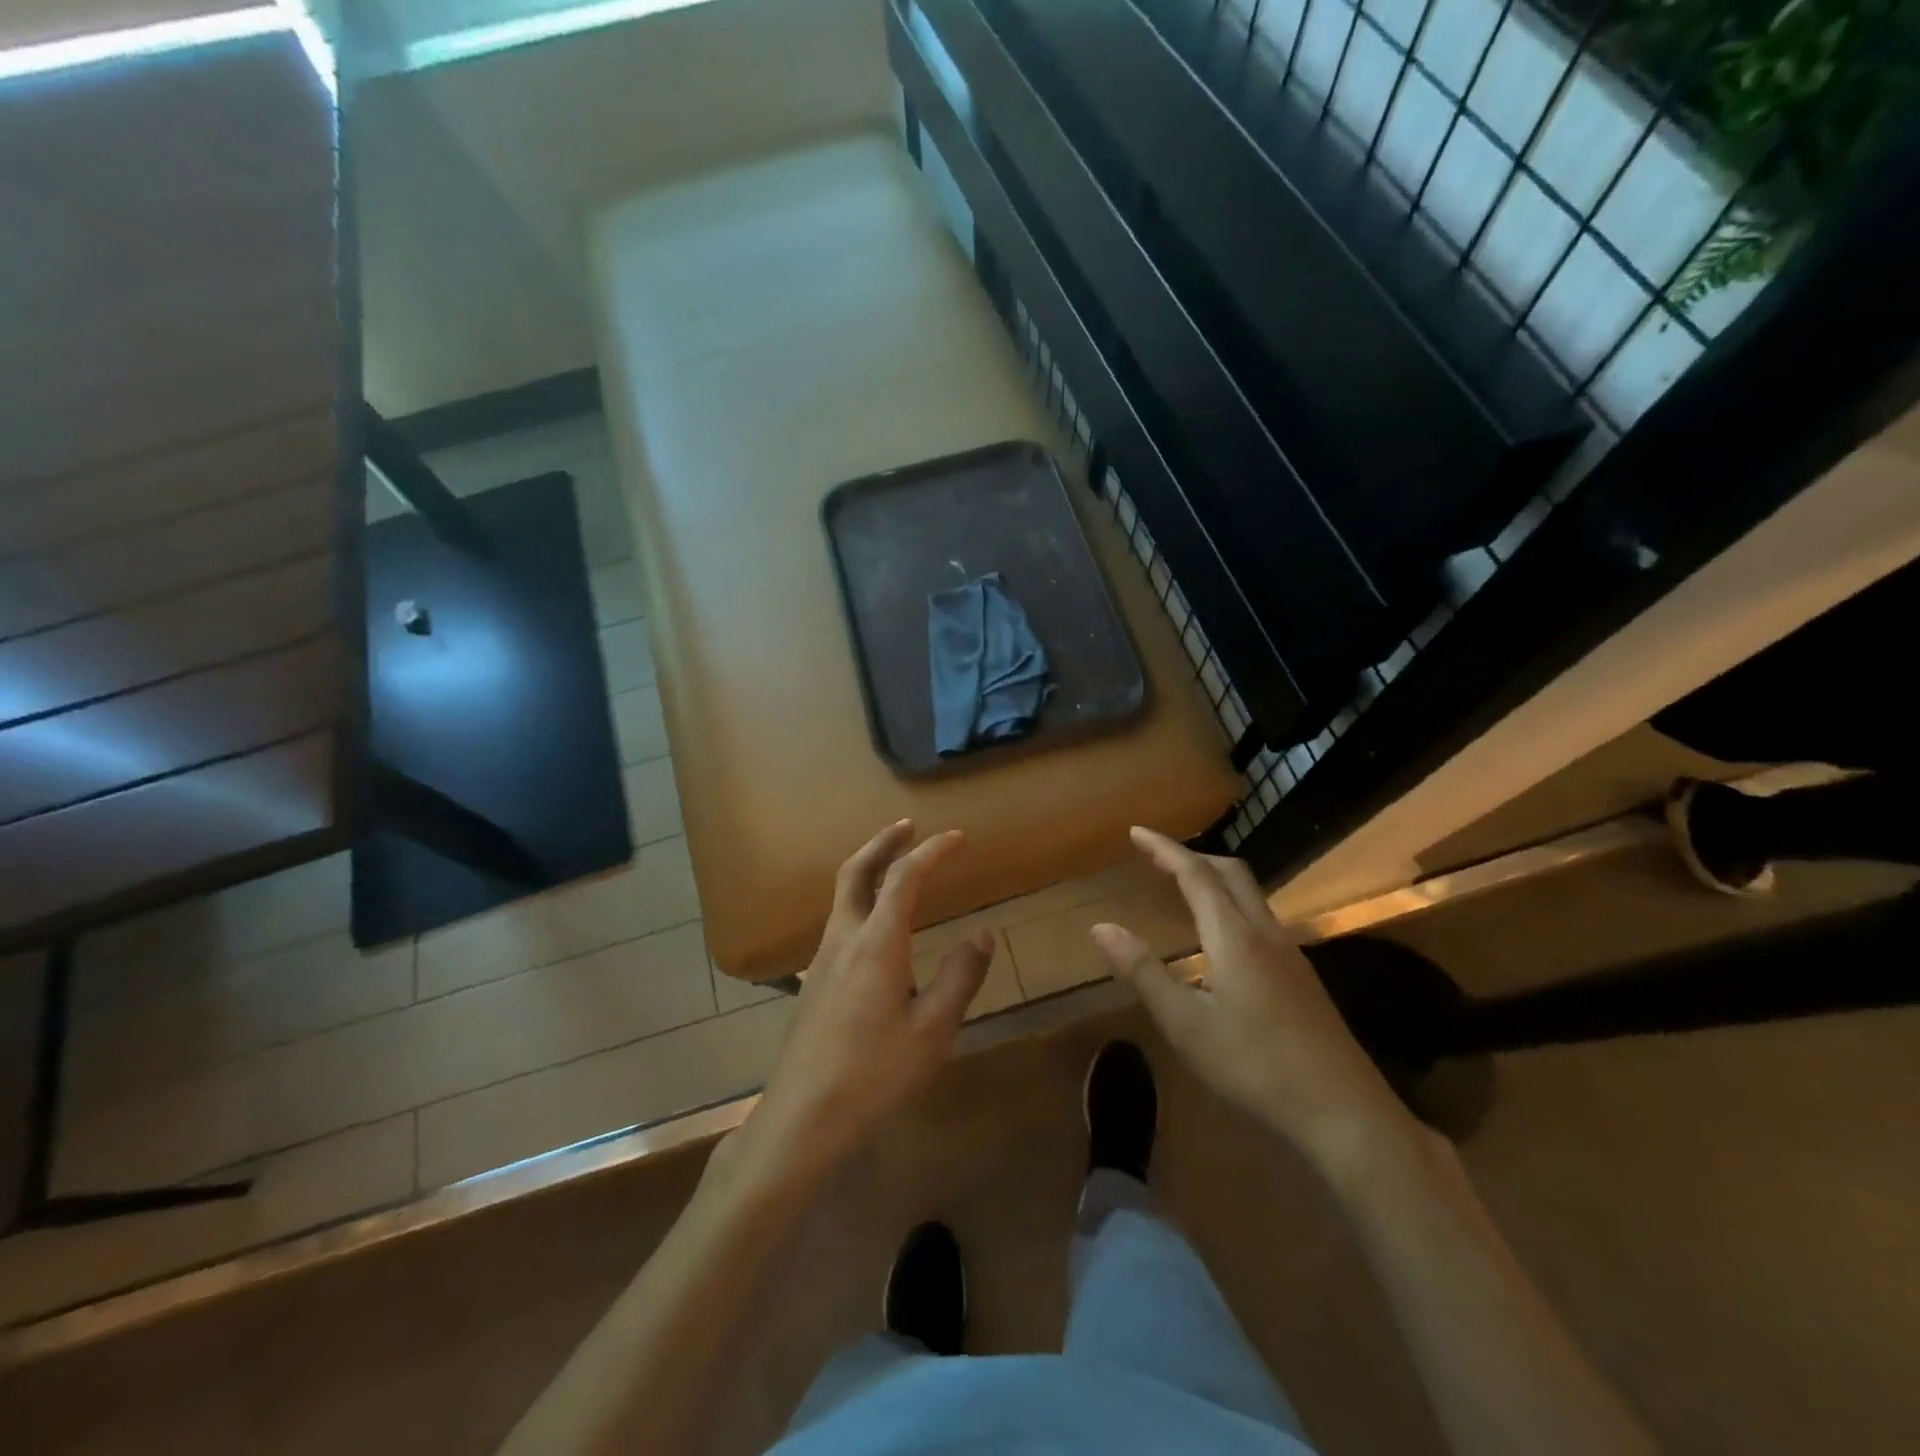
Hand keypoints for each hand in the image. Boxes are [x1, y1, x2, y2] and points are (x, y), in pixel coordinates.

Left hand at [736, 822, 991, 1189]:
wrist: (804, 1117)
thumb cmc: (874, 1075)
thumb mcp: (933, 1031)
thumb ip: (960, 978)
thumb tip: (982, 936)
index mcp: (876, 944)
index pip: (904, 878)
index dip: (931, 852)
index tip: (957, 838)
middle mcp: (844, 939)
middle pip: (856, 871)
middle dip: (883, 842)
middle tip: (908, 825)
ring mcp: (822, 959)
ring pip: (842, 895)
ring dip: (869, 868)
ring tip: (896, 865)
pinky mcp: (814, 980)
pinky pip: (839, 920)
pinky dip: (860, 898)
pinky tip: (876, 925)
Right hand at [1090, 827, 1423, 1179]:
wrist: (1345, 1113)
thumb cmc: (1255, 1067)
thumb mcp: (1185, 1025)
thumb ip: (1142, 972)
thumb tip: (1100, 927)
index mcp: (1234, 938)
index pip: (1196, 874)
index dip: (1164, 849)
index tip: (1136, 832)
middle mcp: (1266, 934)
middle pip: (1231, 873)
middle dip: (1193, 856)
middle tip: (1157, 858)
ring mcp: (1291, 956)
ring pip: (1251, 896)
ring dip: (1215, 880)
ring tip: (1184, 889)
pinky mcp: (1303, 979)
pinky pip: (1262, 920)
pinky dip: (1232, 907)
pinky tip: (1223, 940)